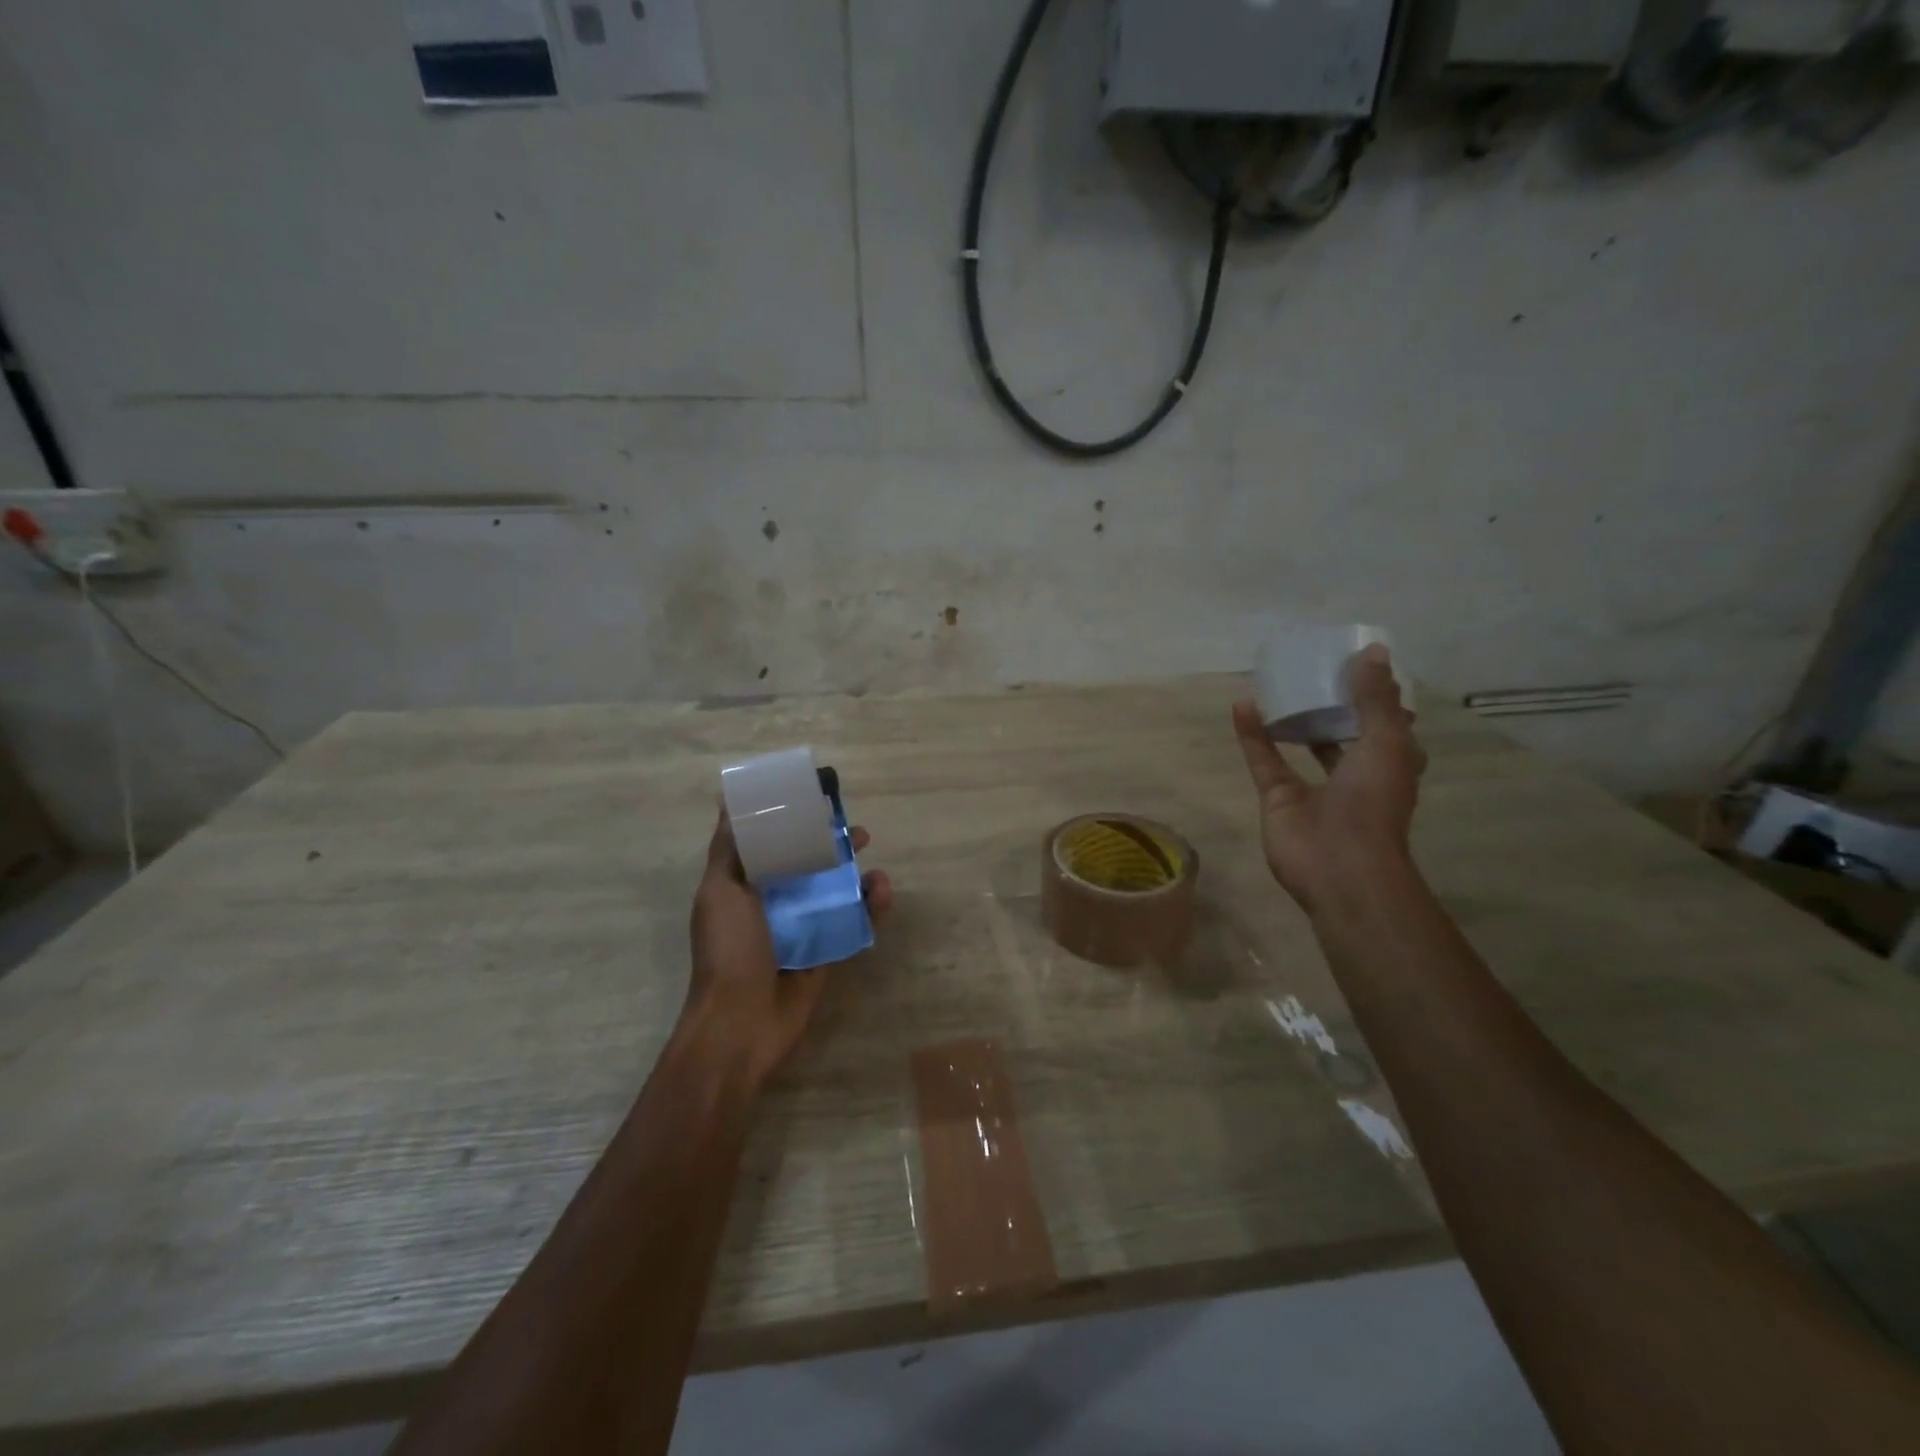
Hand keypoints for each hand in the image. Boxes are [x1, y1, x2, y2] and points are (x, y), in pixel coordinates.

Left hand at [679, 809, 892, 1085]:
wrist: (741, 1023)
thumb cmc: (728, 951)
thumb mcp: (720, 892)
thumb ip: (729, 850)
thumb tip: (727, 802)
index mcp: (744, 885)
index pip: (771, 843)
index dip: (794, 822)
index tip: (817, 802)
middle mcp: (774, 902)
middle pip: (809, 864)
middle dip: (833, 847)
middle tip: (858, 834)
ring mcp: (802, 928)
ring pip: (835, 892)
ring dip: (857, 876)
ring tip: (876, 868)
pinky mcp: (826, 951)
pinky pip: (852, 923)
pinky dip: (870, 907)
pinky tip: (882, 893)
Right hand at [1232, 645, 1426, 912]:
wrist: (1339, 865)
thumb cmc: (1373, 802)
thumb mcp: (1385, 741)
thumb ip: (1375, 698)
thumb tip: (1370, 650)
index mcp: (1391, 763)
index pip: (1389, 724)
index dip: (1380, 697)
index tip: (1363, 666)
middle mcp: (1355, 773)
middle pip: (1344, 732)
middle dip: (1334, 705)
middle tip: (1317, 670)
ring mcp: (1314, 787)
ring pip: (1302, 745)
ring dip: (1292, 717)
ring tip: (1280, 684)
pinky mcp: (1278, 797)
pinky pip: (1264, 759)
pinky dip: (1252, 734)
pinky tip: (1242, 705)